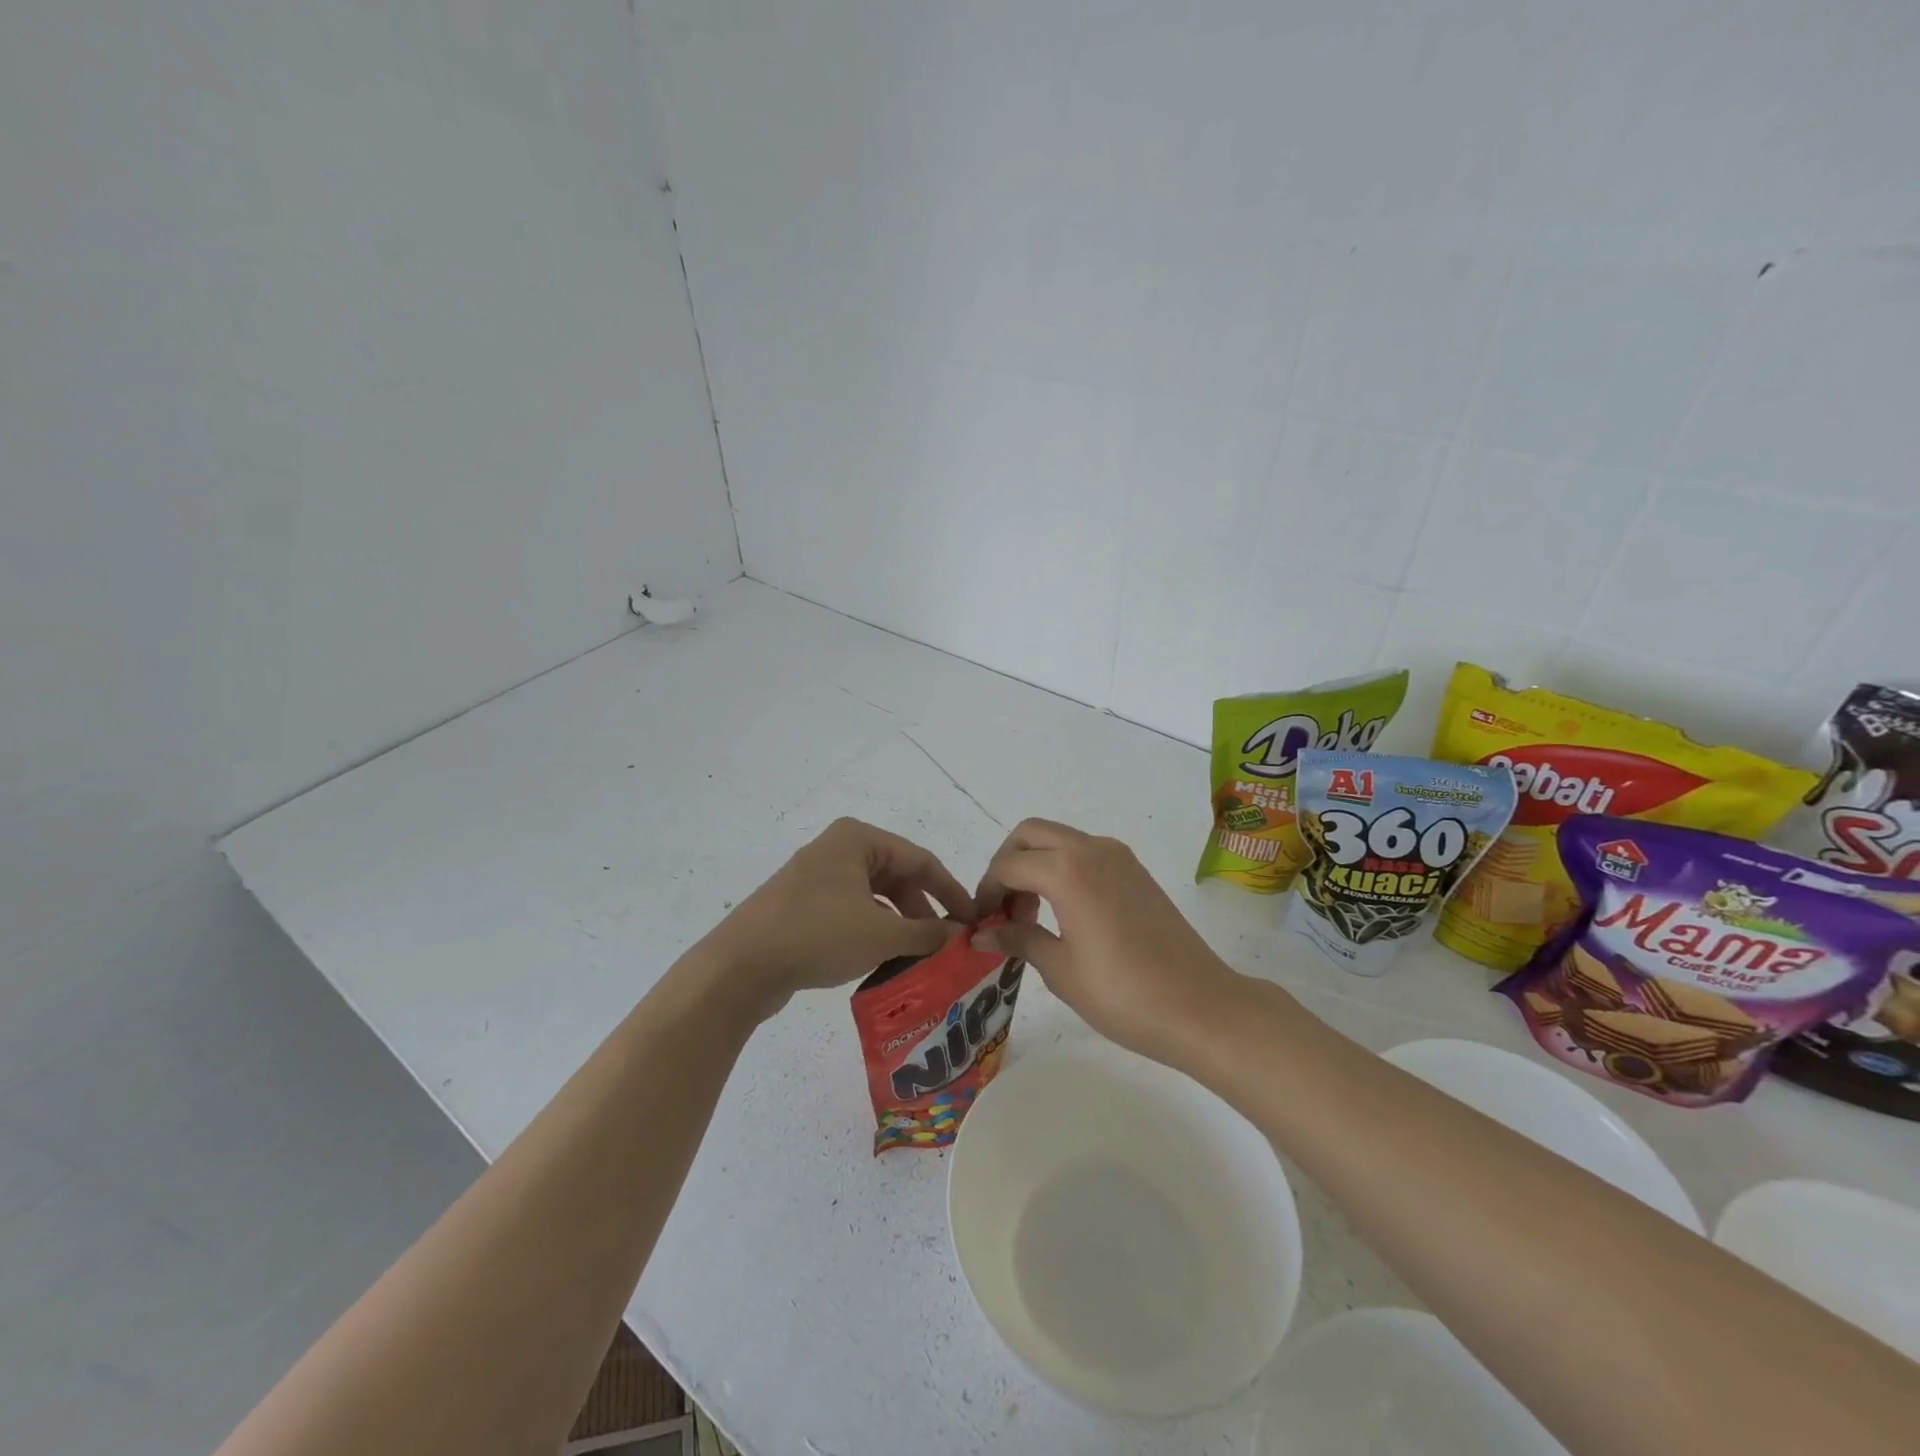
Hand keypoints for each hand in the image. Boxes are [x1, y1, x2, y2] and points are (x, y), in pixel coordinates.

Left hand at [699, 817, 973, 1019]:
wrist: (740, 967)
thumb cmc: (817, 935)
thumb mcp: (881, 934)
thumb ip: (927, 932)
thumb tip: (960, 934)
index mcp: (858, 839)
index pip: (920, 860)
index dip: (951, 891)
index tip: (972, 920)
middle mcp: (838, 849)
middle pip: (897, 876)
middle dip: (924, 910)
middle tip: (945, 943)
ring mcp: (817, 877)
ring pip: (875, 896)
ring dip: (900, 923)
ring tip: (919, 955)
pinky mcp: (803, 905)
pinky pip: (852, 911)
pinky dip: (874, 930)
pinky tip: (884, 958)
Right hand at [970, 819, 1240, 1064]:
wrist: (1200, 1006)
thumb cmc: (1123, 993)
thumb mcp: (1060, 969)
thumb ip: (1018, 939)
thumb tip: (981, 933)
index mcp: (1066, 870)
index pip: (1008, 865)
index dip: (987, 891)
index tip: (981, 922)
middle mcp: (1091, 849)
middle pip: (1030, 834)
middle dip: (1007, 863)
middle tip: (1003, 908)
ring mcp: (1118, 856)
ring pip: (1059, 839)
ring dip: (1035, 863)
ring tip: (1031, 914)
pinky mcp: (1135, 870)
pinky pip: (1085, 852)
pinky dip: (1062, 867)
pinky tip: (1063, 911)